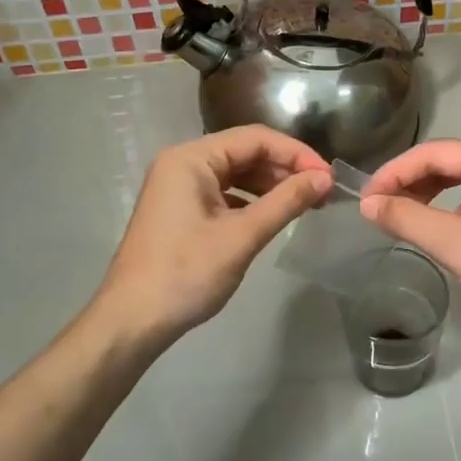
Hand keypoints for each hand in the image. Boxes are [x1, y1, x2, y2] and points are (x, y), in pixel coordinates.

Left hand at [96, 127, 332, 343]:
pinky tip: (273, 216)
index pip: (254, 138)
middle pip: (244, 152)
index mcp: (190, 158)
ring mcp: (178, 187)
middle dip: (284, 169)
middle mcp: (182, 163)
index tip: (328, 176)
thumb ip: (285, 202)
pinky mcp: (180, 210)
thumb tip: (324, 178)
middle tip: (322, 192)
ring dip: (270, 185)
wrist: (132, 321)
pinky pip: (223, 193)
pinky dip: (251, 201)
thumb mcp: (242, 236)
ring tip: (305, 203)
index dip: (296, 153)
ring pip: (235, 173)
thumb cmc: (186, 274)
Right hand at [360, 140, 460, 346]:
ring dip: (427, 195)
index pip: (438, 152)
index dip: (397, 171)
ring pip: (460, 182)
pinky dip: (446, 211)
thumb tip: (367, 204)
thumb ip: (407, 218)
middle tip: (378, 205)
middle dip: (411, 181)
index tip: (367, 196)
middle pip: (450, 163)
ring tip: (398, 215)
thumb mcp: (455, 245)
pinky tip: (432, 229)